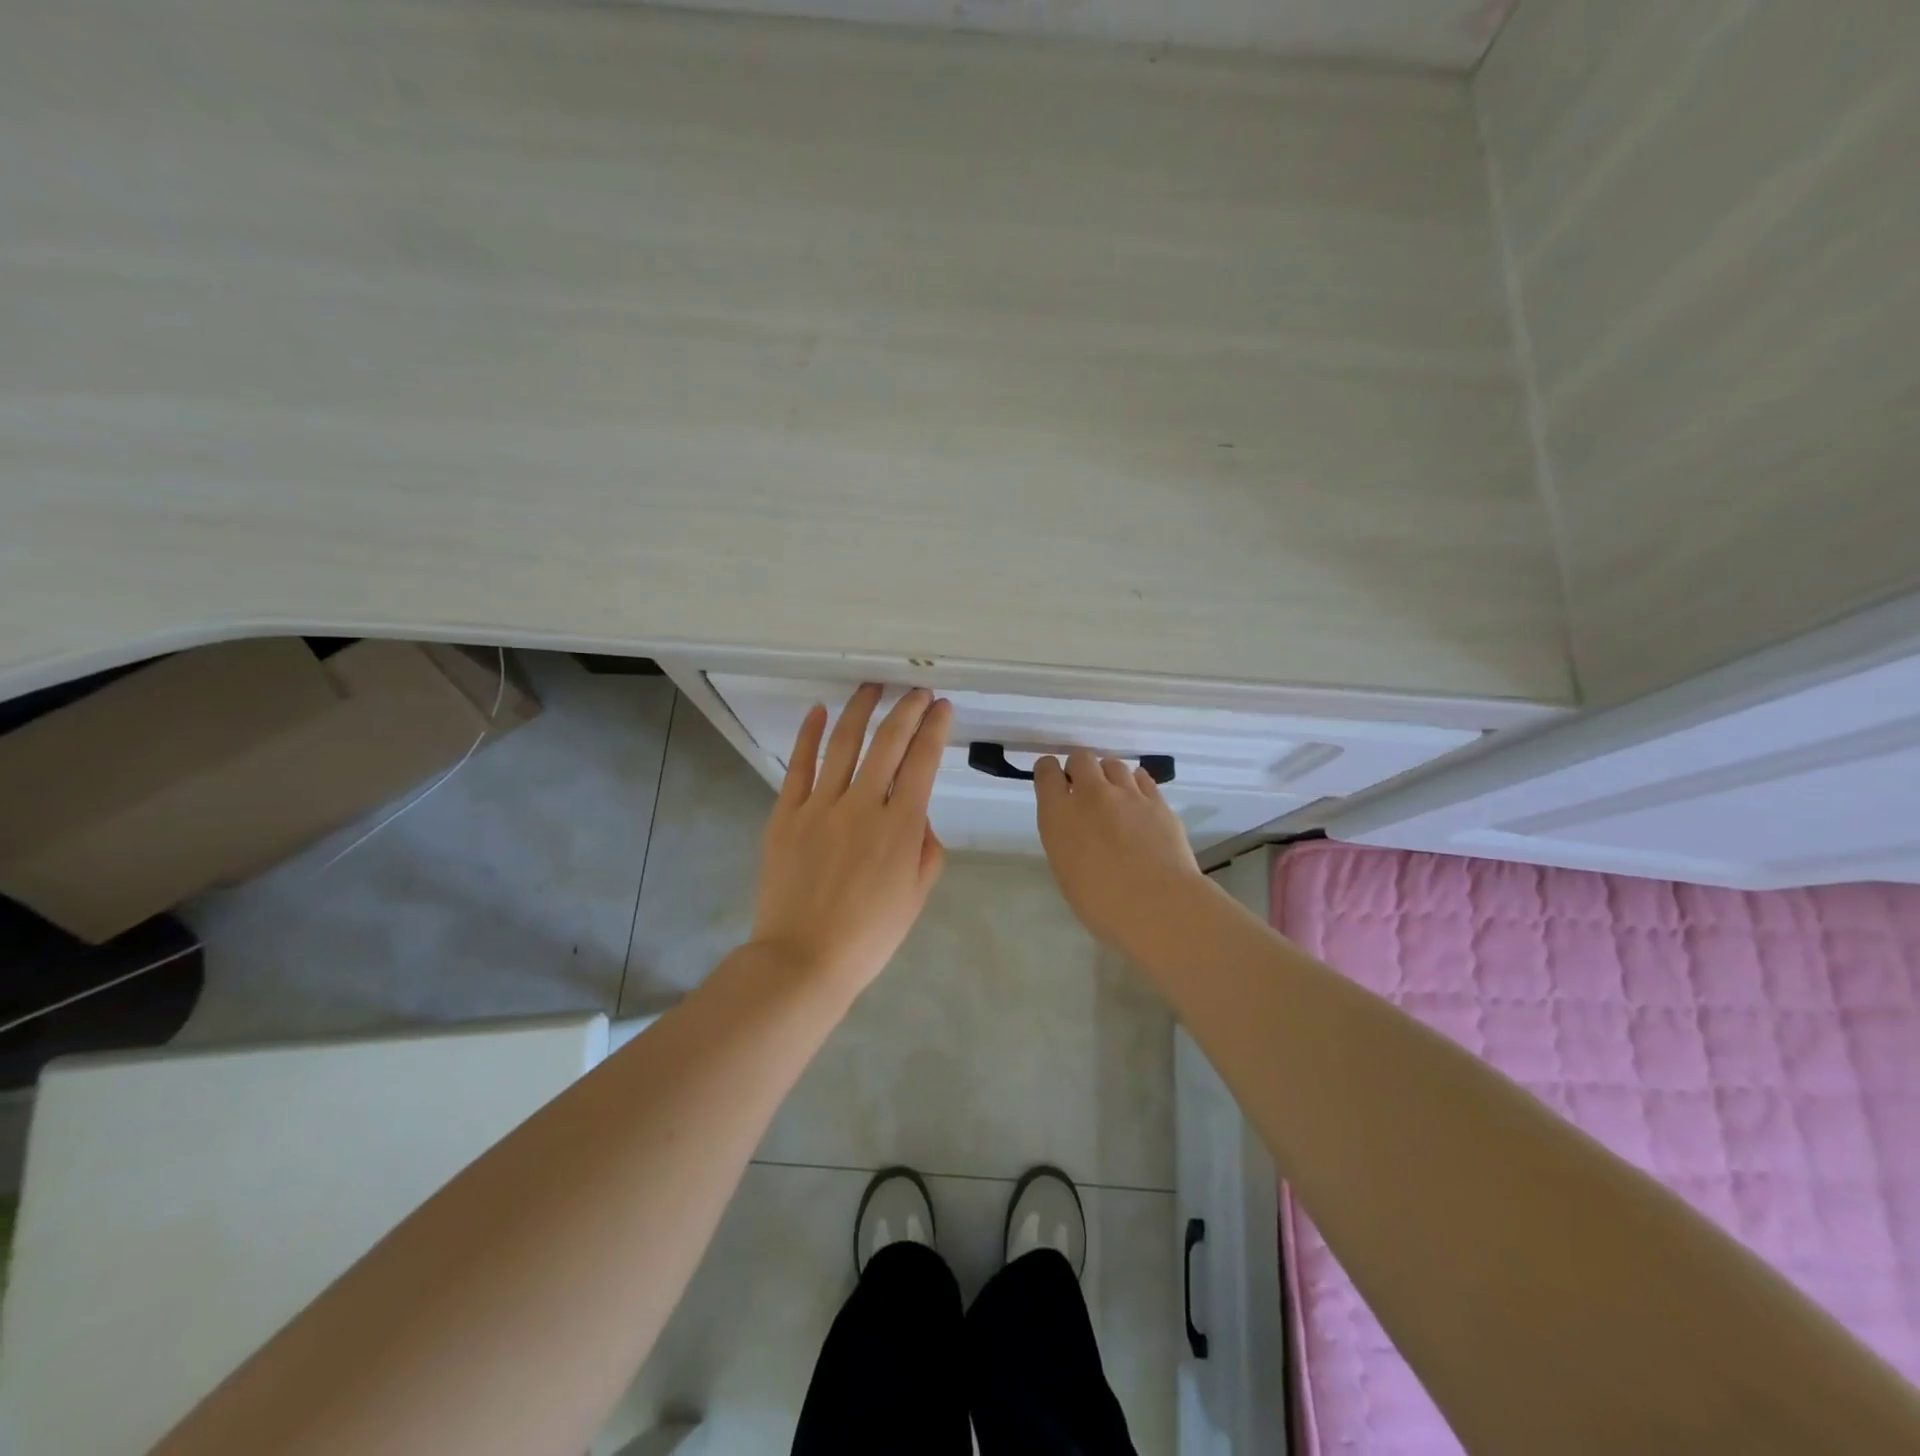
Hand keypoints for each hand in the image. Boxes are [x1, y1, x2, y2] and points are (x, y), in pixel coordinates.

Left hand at [752, 684, 952, 992]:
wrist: (804, 959)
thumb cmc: (869, 935)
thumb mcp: (916, 895)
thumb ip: (926, 848)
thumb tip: (918, 814)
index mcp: (900, 826)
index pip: (922, 762)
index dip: (935, 729)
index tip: (942, 707)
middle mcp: (862, 805)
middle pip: (888, 742)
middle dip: (907, 710)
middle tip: (917, 691)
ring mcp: (820, 806)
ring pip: (844, 743)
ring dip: (862, 709)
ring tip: (873, 686)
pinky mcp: (786, 814)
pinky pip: (799, 766)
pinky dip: (809, 734)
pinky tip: (818, 711)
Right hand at [1033, 750, 1203, 951]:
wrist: (1158, 906)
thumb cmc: (1102, 904)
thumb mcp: (1066, 871)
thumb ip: (1066, 839)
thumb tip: (1077, 830)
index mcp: (1059, 815)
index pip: (1046, 772)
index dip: (1048, 771)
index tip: (1053, 781)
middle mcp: (1091, 795)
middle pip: (1081, 758)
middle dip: (1080, 768)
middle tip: (1084, 790)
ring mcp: (1127, 794)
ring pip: (1113, 764)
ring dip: (1108, 776)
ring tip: (1114, 797)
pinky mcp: (1158, 801)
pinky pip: (1142, 778)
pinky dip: (1135, 785)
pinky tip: (1138, 802)